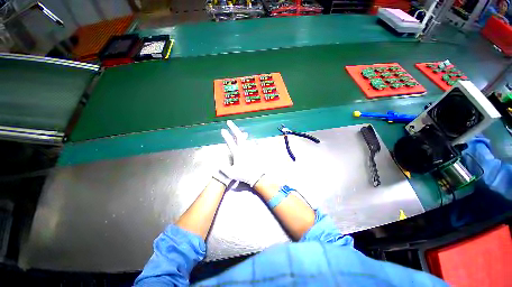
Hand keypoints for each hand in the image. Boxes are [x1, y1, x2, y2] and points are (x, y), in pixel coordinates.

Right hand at [219, 120, 264, 186]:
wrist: (256, 176)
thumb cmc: (243, 175)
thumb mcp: (231, 173)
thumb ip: (224, 168)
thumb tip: (218, 163)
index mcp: (237, 152)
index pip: (230, 142)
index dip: (226, 135)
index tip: (222, 130)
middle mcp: (244, 148)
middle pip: (238, 135)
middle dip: (233, 127)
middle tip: (229, 122)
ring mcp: (251, 148)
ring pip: (246, 138)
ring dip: (242, 134)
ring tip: (241, 132)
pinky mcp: (256, 150)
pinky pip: (254, 142)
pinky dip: (253, 140)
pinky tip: (253, 139)